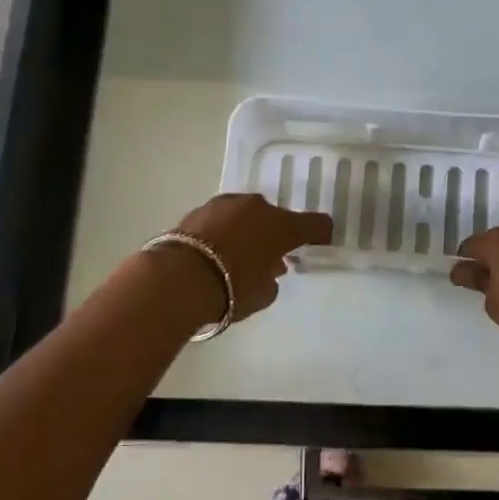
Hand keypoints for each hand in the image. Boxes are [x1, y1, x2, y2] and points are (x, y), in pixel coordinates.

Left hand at [167, 193, 333, 324]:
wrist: (178, 279)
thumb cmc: (231, 288)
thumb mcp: (264, 294)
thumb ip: (273, 278)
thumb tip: (270, 268)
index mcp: (282, 226)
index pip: (315, 223)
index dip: (320, 234)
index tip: (318, 245)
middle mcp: (257, 207)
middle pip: (276, 217)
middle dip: (276, 234)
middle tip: (270, 257)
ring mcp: (226, 204)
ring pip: (246, 215)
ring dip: (248, 230)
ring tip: (240, 254)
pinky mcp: (198, 210)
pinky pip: (222, 220)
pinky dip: (224, 231)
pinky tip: (216, 251)